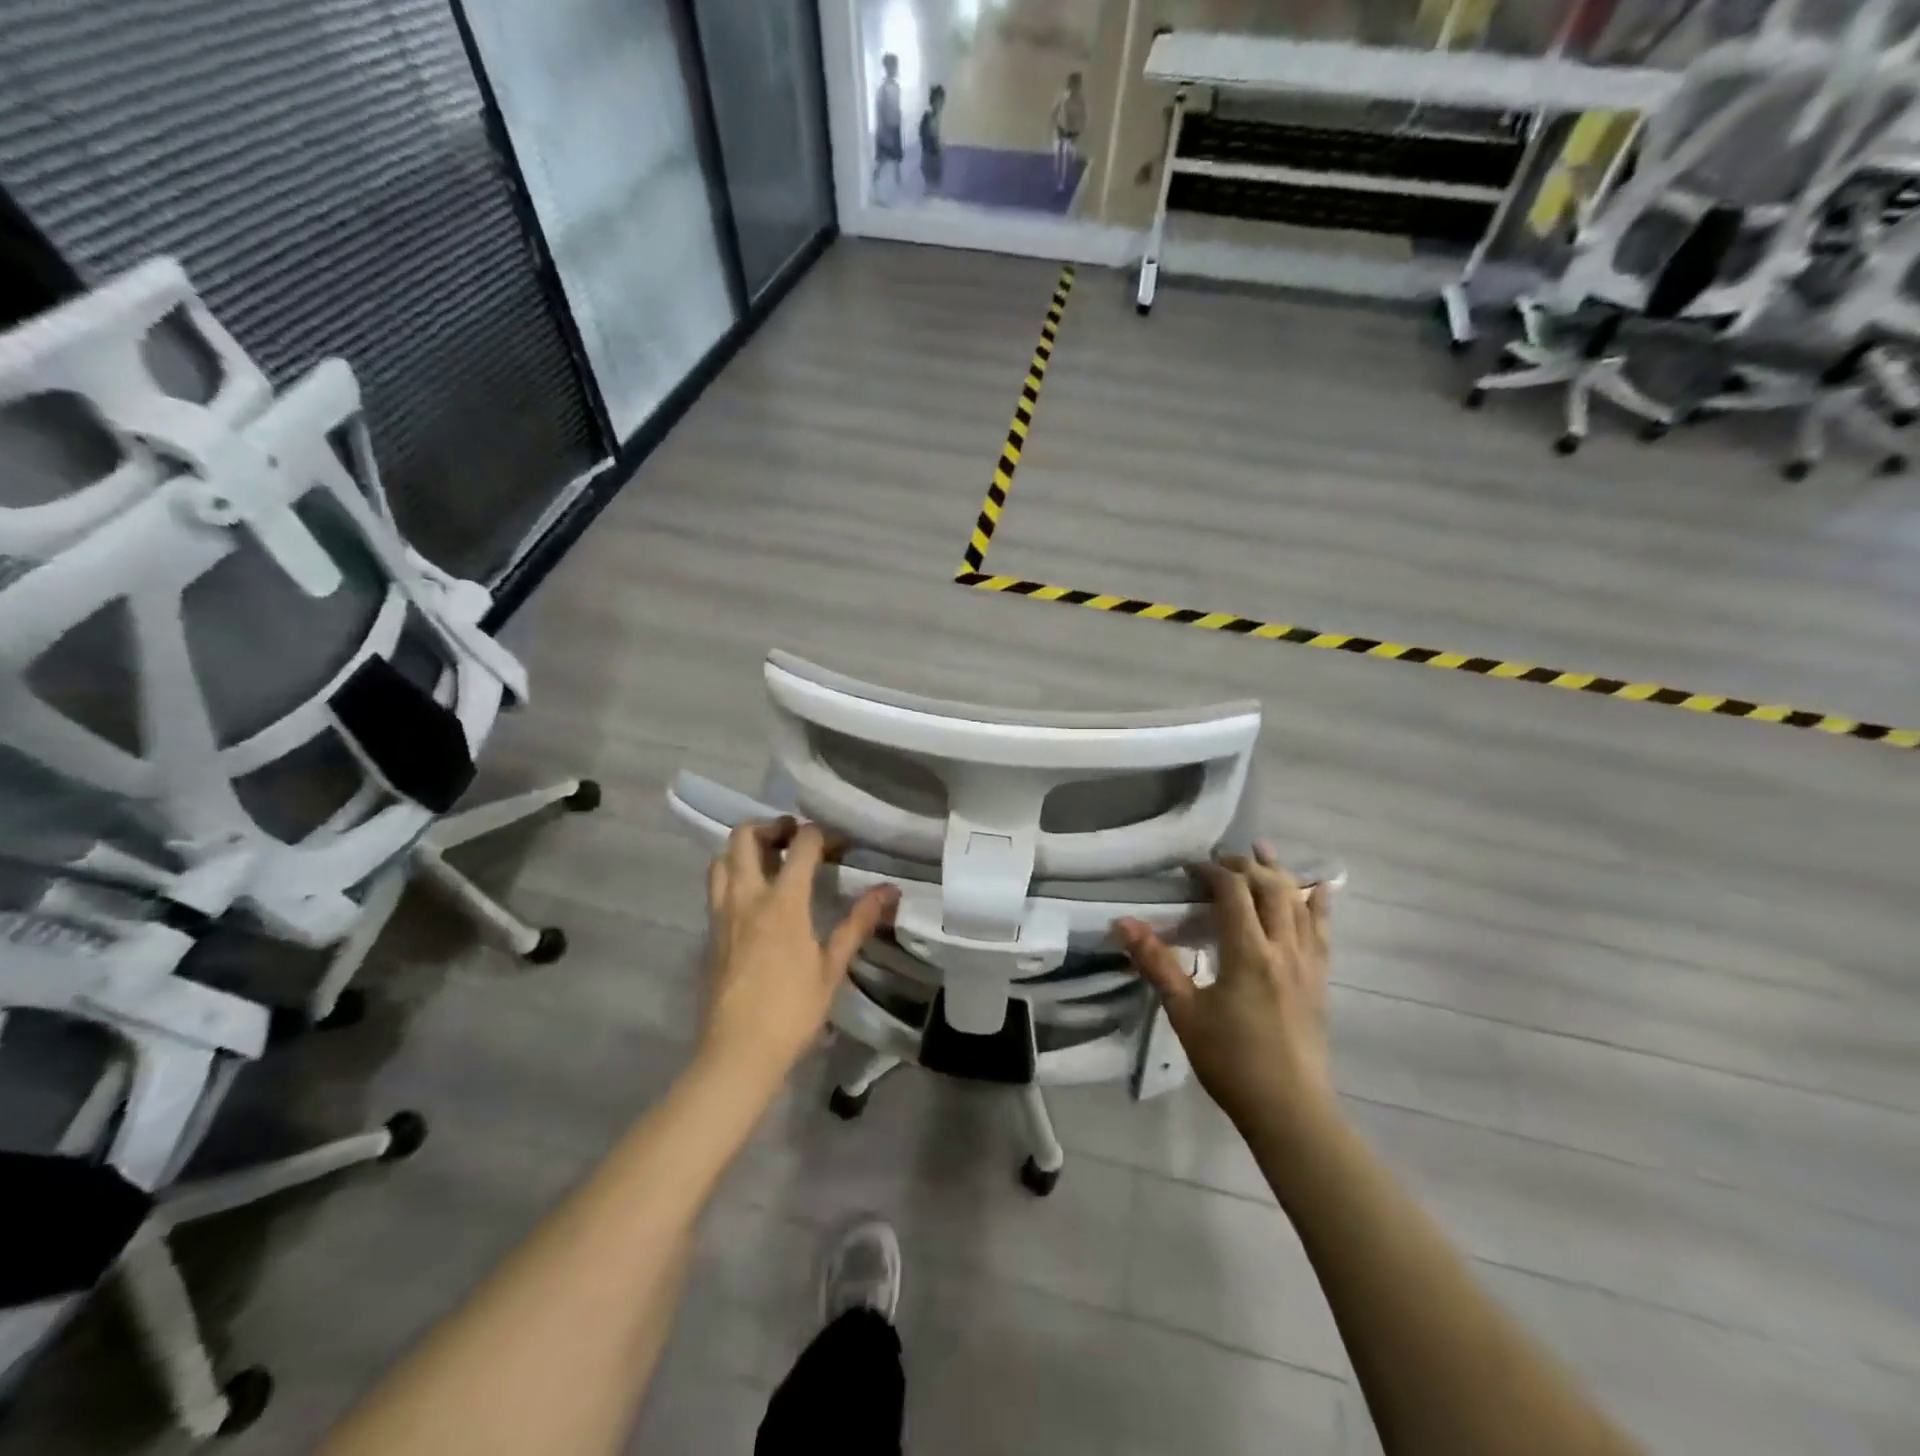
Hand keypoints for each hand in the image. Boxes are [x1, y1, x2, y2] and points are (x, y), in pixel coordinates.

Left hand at [701, 818, 897, 1088]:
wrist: (737, 1053)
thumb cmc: (792, 1011)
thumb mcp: (832, 967)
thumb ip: (858, 922)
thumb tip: (889, 890)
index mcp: (782, 903)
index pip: (800, 845)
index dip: (822, 834)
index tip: (840, 844)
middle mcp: (746, 897)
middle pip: (744, 837)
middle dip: (771, 826)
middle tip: (794, 837)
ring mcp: (722, 914)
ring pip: (721, 859)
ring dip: (744, 848)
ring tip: (770, 860)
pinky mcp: (710, 933)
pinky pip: (716, 887)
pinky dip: (734, 874)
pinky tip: (755, 896)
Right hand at [1115, 843, 1336, 1140]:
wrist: (1289, 1110)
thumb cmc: (1231, 1061)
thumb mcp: (1184, 1011)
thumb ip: (1156, 963)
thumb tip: (1122, 922)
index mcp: (1248, 953)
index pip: (1233, 893)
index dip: (1212, 872)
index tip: (1190, 868)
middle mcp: (1283, 948)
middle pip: (1270, 889)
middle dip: (1245, 867)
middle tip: (1220, 860)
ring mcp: (1307, 963)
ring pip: (1299, 904)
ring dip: (1280, 874)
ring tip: (1263, 851)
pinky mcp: (1319, 980)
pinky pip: (1323, 931)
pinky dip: (1319, 904)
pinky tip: (1321, 888)